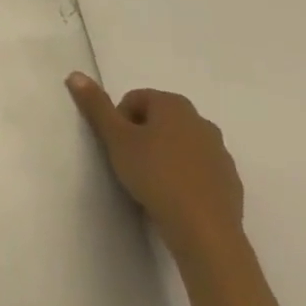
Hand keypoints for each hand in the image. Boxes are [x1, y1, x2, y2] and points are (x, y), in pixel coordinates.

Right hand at [65, 73, 243, 261]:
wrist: (204, 230)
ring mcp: (220, 152)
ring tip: (152, 181)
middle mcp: (201, 121)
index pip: (136, 98)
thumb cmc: (155, 175)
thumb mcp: (116, 138)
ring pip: (181, 144)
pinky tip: (174, 196)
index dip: (120, 119)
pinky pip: (199, 169)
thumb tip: (75, 75)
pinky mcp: (230, 181)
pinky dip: (185, 175)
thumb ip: (96, 106)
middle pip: (160, 119)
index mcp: (174, 105)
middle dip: (143, 135)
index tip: (118, 145)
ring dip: (164, 155)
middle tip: (130, 161)